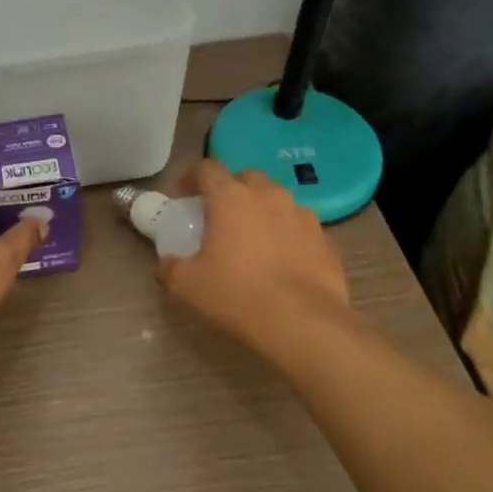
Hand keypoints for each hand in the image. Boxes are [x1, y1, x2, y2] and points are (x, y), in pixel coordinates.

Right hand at [157, 160, 350, 356]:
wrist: (302, 323)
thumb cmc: (237, 295)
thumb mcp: (187, 285)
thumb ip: (171, 268)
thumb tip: (167, 263)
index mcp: (231, 198)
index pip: (207, 168)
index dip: (192, 178)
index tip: (183, 196)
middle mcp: (268, 196)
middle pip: (246, 178)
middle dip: (230, 190)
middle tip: (219, 216)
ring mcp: (301, 216)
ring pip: (276, 201)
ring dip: (261, 211)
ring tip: (253, 239)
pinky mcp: (324, 239)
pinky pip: (298, 227)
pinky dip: (286, 235)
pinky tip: (281, 260)